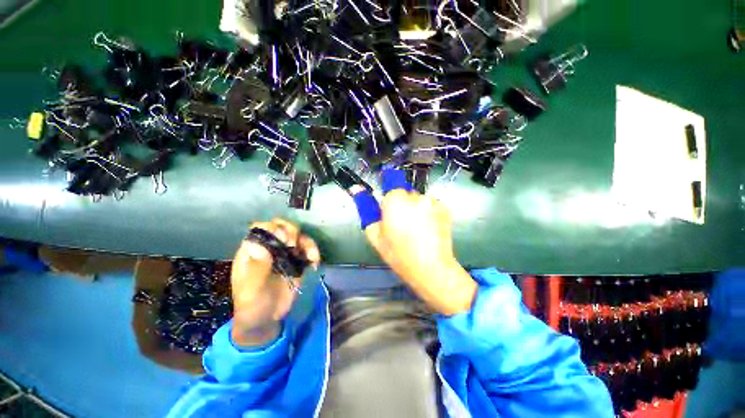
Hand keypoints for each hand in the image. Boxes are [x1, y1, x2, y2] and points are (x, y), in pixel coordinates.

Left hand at [230, 219, 319, 347]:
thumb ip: (256, 268)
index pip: (261, 228)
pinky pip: (307, 249)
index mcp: (253, 251)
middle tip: (294, 247)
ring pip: (298, 236)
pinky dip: (313, 252)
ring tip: (311, 256)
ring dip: (307, 242)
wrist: (266, 320)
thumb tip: (261, 246)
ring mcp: (284, 254)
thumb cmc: (252, 305)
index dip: (273, 229)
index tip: (283, 240)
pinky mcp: (297, 261)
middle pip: (282, 227)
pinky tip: (315, 262)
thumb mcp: (251, 290)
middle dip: (292, 232)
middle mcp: (269, 248)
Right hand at [364, 189, 476, 315]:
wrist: (431, 268)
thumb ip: (366, 209)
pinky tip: (428, 230)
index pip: (389, 189)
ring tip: (417, 230)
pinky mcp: (444, 208)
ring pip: (418, 200)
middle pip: (405, 193)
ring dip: (416, 209)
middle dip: (402, 205)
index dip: (389, 203)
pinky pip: (431, 205)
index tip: (390, 216)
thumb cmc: (399, 254)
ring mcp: (432, 201)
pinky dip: (428, 213)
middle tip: (402, 226)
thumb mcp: (375, 235)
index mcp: (395, 200)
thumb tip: (357, 188)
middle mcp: (415, 196)